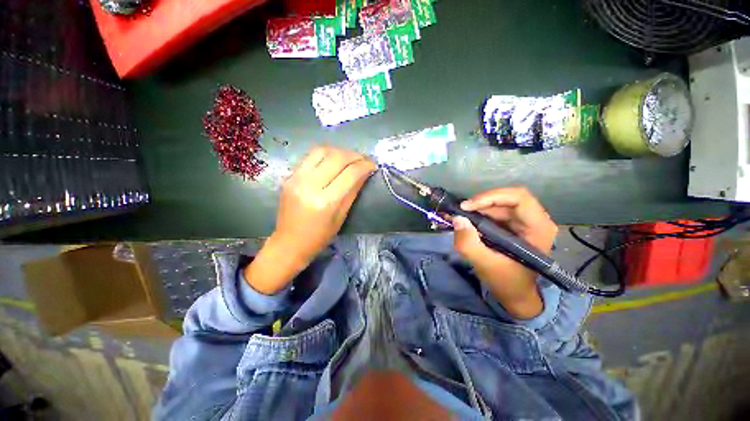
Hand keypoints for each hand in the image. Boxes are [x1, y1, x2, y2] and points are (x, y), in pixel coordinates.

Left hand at [245, 147, 376, 293]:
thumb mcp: (341, 216)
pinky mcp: (289, 176)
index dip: (365, 165)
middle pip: (337, 157)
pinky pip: (310, 157)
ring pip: (322, 151)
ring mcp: (297, 178)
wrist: (289, 242)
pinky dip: (326, 154)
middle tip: (364, 159)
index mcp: (326, 201)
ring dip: (340, 151)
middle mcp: (310, 185)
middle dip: (355, 155)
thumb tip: (364, 173)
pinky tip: (334, 160)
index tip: (373, 165)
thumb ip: (353, 191)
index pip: (350, 173)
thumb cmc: (320, 236)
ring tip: (350, 158)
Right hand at [452, 187, 557, 318]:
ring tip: (458, 215)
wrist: (515, 294)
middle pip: (507, 198)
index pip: (519, 198)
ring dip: (477, 207)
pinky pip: (494, 211)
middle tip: (460, 210)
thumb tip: (457, 219)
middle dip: (481, 202)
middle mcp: (534, 220)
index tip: (467, 207)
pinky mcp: (512, 224)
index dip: (491, 197)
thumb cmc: (506, 282)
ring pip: (499, 203)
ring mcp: (523, 221)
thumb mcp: (485, 265)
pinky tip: (466, 219)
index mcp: (538, 228)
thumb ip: (469, 244)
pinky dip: (478, 212)